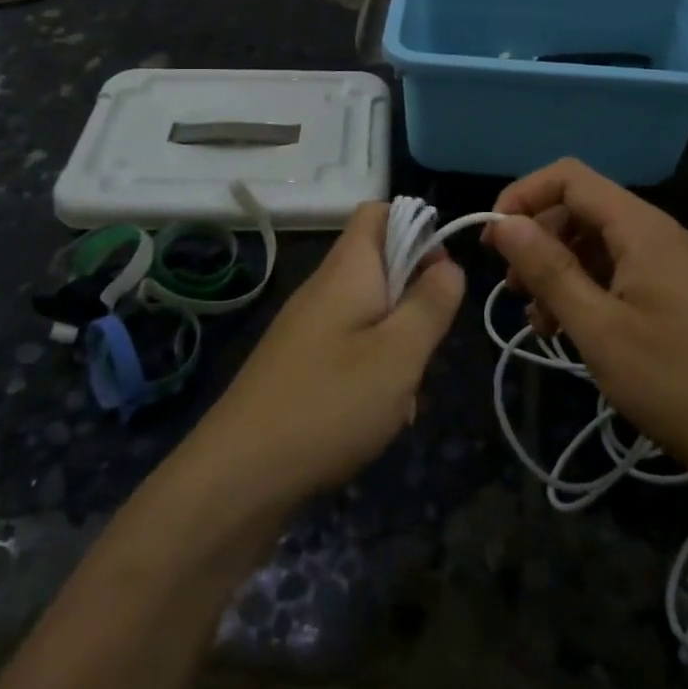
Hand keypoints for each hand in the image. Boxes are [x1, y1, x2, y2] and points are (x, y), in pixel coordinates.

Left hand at [195, 202, 464, 505]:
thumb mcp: (399, 353)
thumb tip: (449, 264)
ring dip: (399, 345)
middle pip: (381, 267)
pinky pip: (350, 350)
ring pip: (371, 315)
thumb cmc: (330, 404)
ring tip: (406, 394)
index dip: (416, 227)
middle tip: (427, 346)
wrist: (238, 476)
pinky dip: (374, 372)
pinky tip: (380, 417)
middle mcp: (324, 289)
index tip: (442, 273)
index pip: (377, 212)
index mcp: (347, 270)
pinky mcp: (300, 366)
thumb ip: (431, 303)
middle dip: (416, 301)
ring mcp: (308, 329)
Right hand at [486, 159, 687, 482]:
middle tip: (513, 290)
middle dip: (537, 239)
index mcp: (641, 228)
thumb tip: (504, 223)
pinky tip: (566, 330)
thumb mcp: (598, 328)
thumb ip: (549, 270)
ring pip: (593, 241)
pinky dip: (582, 288)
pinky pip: (613, 269)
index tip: (493, 240)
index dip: (523, 196)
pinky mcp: (668, 290)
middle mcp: (654, 232)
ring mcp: (665, 261)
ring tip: (538, 320)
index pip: (569, 177)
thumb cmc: (671, 382)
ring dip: (556, 269)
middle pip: (579, 207)